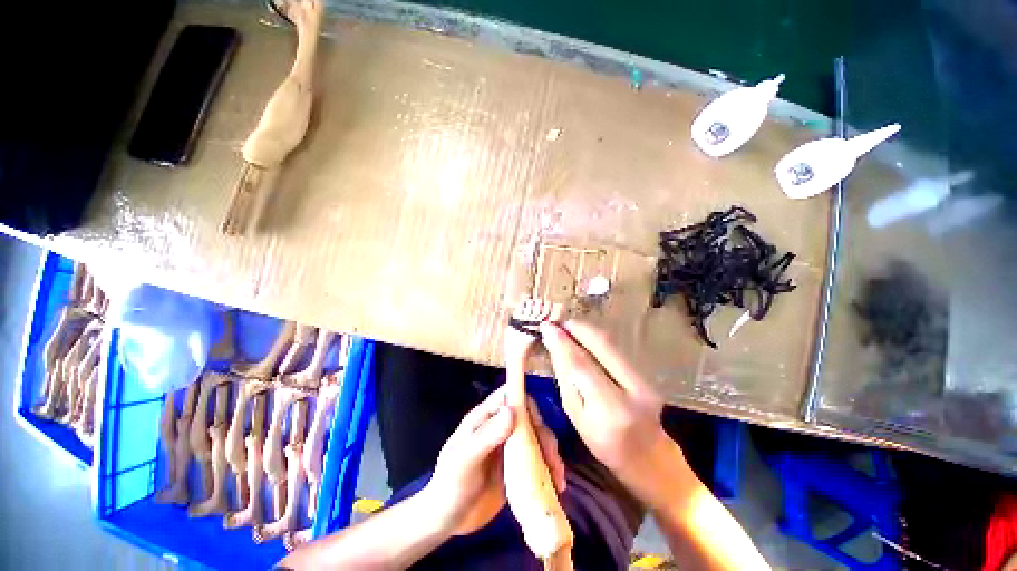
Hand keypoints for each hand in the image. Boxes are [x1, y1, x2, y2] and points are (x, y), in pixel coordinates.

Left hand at [422, 388, 564, 535]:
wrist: (445, 520)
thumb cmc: (449, 486)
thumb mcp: (464, 461)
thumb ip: (486, 436)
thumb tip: (512, 410)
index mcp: (485, 418)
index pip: (509, 396)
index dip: (525, 402)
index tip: (538, 423)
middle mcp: (499, 427)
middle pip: (528, 418)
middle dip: (543, 434)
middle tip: (552, 459)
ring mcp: (508, 447)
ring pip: (535, 439)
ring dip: (550, 453)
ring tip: (558, 477)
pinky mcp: (515, 468)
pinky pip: (536, 461)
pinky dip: (548, 469)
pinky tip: (556, 486)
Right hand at [540, 320, 687, 508]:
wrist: (649, 457)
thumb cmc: (604, 445)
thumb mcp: (577, 417)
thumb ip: (566, 380)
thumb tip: (554, 347)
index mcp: (610, 409)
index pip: (581, 364)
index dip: (562, 342)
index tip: (546, 326)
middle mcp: (632, 388)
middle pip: (601, 344)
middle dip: (576, 327)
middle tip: (556, 321)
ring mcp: (644, 378)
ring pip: (610, 342)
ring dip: (585, 330)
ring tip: (565, 327)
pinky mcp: (646, 372)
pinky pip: (615, 347)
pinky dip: (595, 338)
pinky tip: (581, 337)